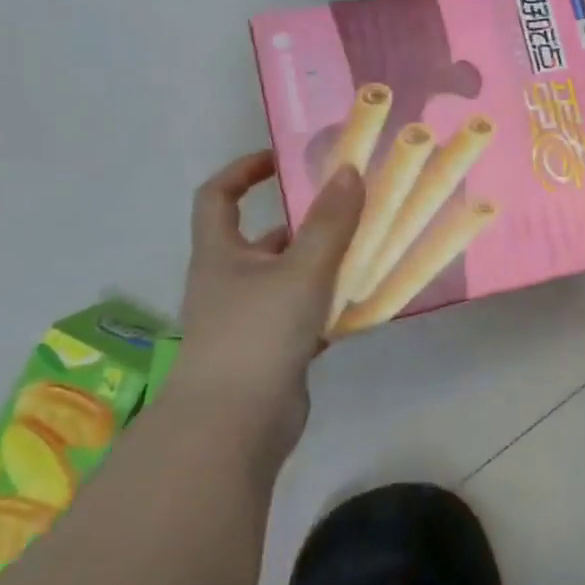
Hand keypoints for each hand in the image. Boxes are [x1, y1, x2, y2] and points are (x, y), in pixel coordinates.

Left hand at [172, 151, 363, 452]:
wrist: (235, 424)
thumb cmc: (259, 333)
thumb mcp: (302, 270)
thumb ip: (331, 223)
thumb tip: (349, 170)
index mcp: (221, 255)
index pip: (217, 197)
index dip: (243, 171)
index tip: (282, 160)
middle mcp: (229, 283)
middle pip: (262, 240)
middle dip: (303, 224)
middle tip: (348, 210)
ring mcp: (249, 321)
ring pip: (288, 280)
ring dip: (322, 266)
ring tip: (367, 253)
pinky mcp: (271, 353)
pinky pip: (303, 317)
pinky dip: (328, 307)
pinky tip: (361, 305)